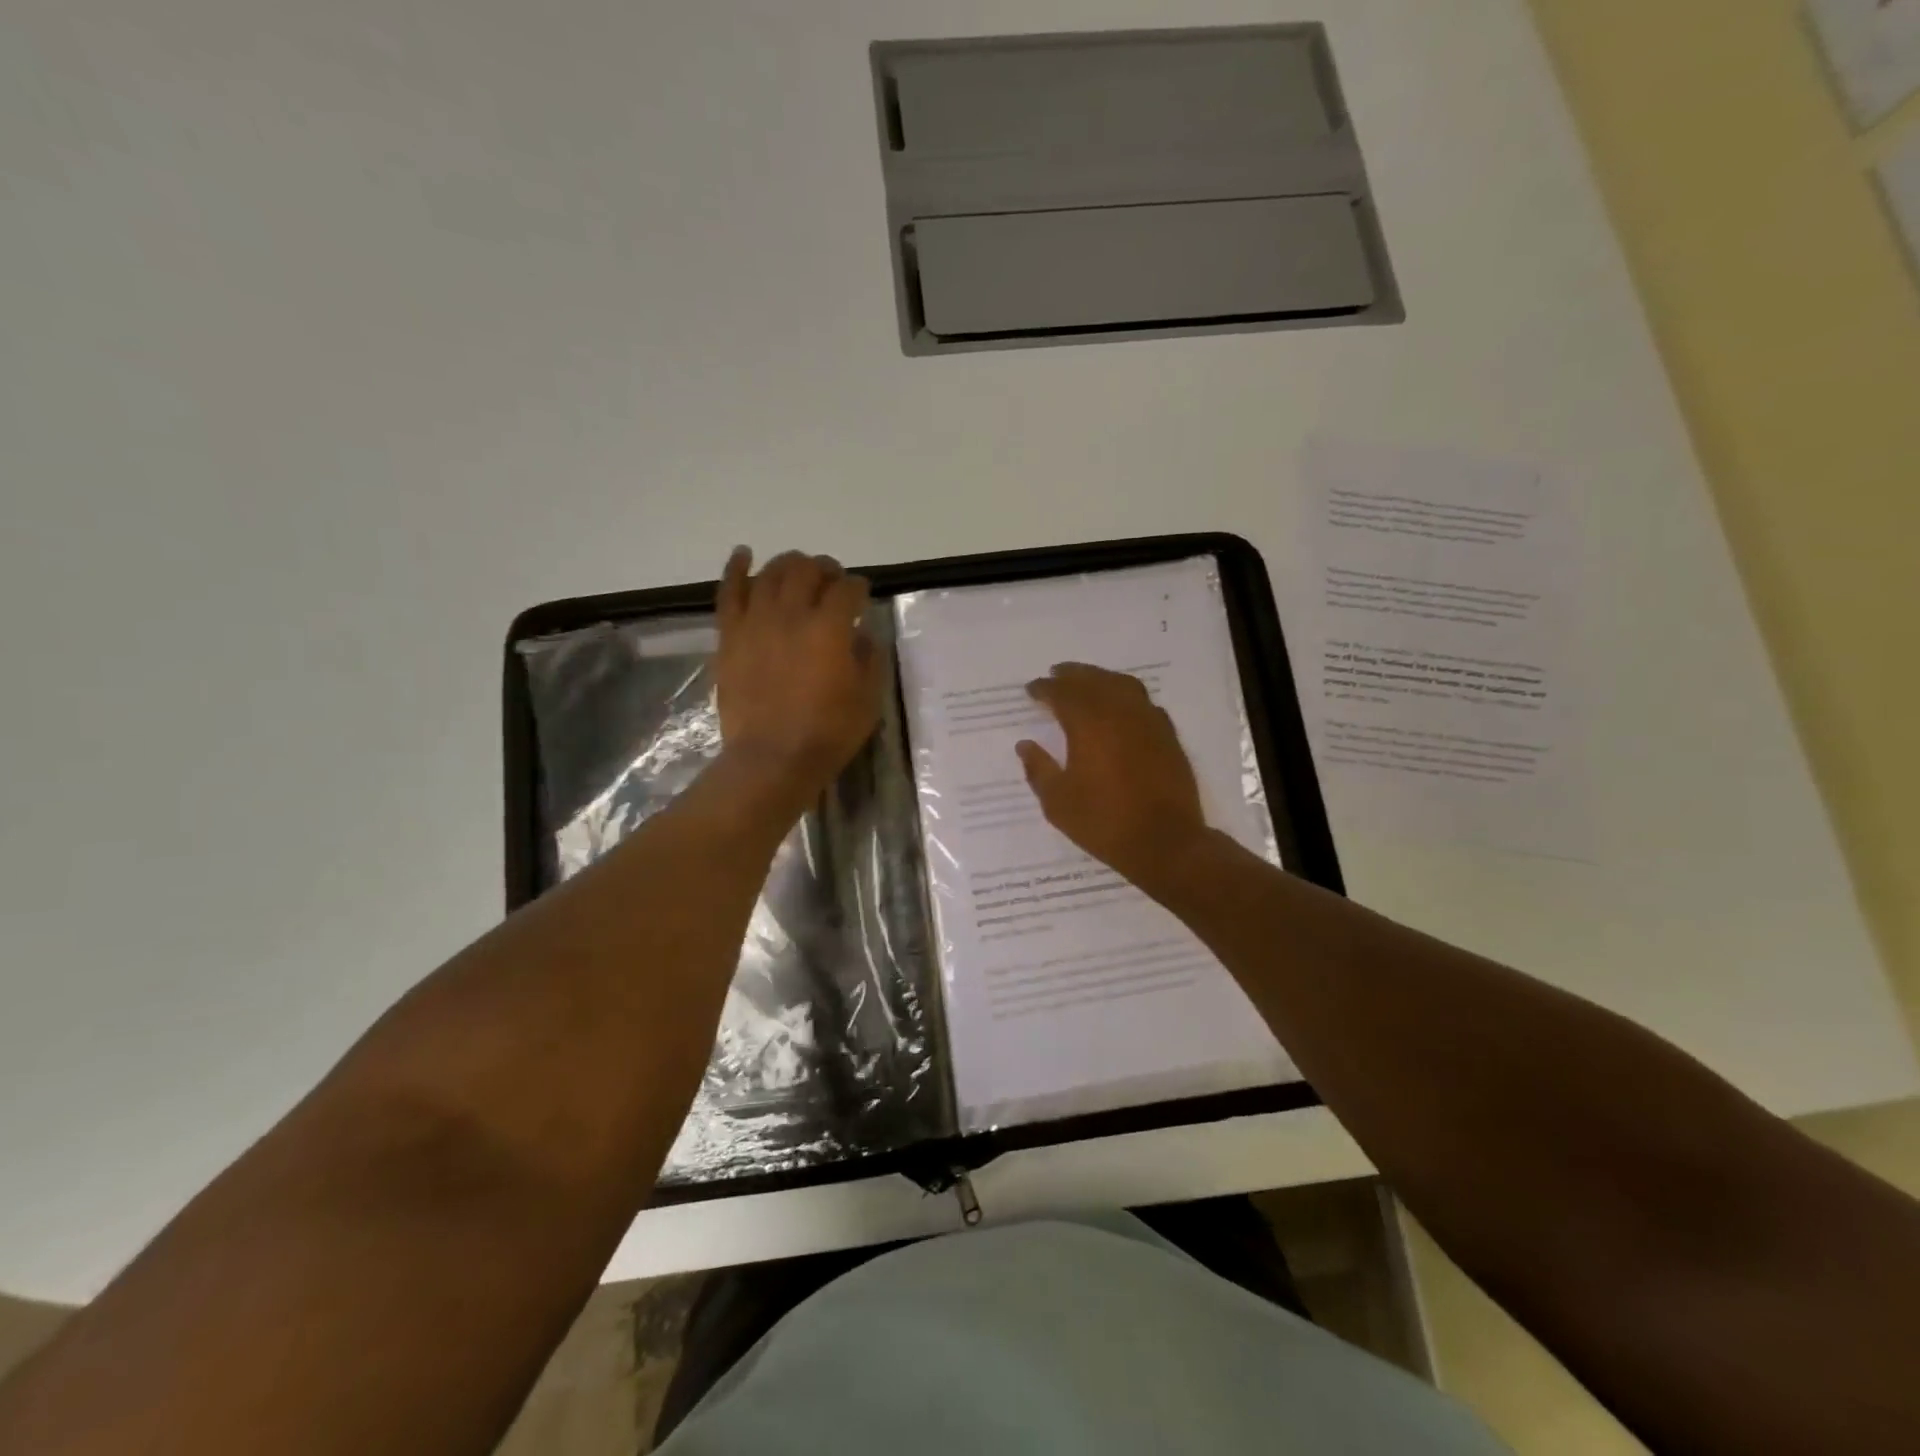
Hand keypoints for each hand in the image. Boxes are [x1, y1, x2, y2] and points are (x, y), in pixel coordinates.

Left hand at [714, 547, 883, 798]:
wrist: (771, 759)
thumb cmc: (827, 733)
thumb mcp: (868, 699)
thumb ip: (870, 659)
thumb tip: (862, 635)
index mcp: (829, 628)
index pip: (848, 589)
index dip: (859, 588)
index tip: (862, 596)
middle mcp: (791, 614)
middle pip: (808, 570)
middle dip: (825, 569)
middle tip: (832, 581)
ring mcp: (756, 622)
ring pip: (771, 574)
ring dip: (789, 565)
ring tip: (798, 570)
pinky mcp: (730, 636)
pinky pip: (730, 591)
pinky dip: (736, 568)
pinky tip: (744, 554)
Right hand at [1016, 663, 1210, 890]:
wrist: (1165, 842)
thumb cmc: (1104, 822)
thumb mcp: (1058, 802)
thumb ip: (1039, 769)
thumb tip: (1025, 746)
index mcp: (1088, 724)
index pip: (1062, 694)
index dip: (1044, 689)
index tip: (1031, 689)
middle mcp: (1119, 713)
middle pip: (1093, 680)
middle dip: (1071, 675)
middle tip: (1056, 674)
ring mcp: (1148, 721)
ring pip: (1122, 685)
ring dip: (1101, 678)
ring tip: (1088, 682)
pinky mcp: (1168, 735)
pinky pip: (1144, 702)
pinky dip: (1126, 695)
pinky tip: (1121, 707)